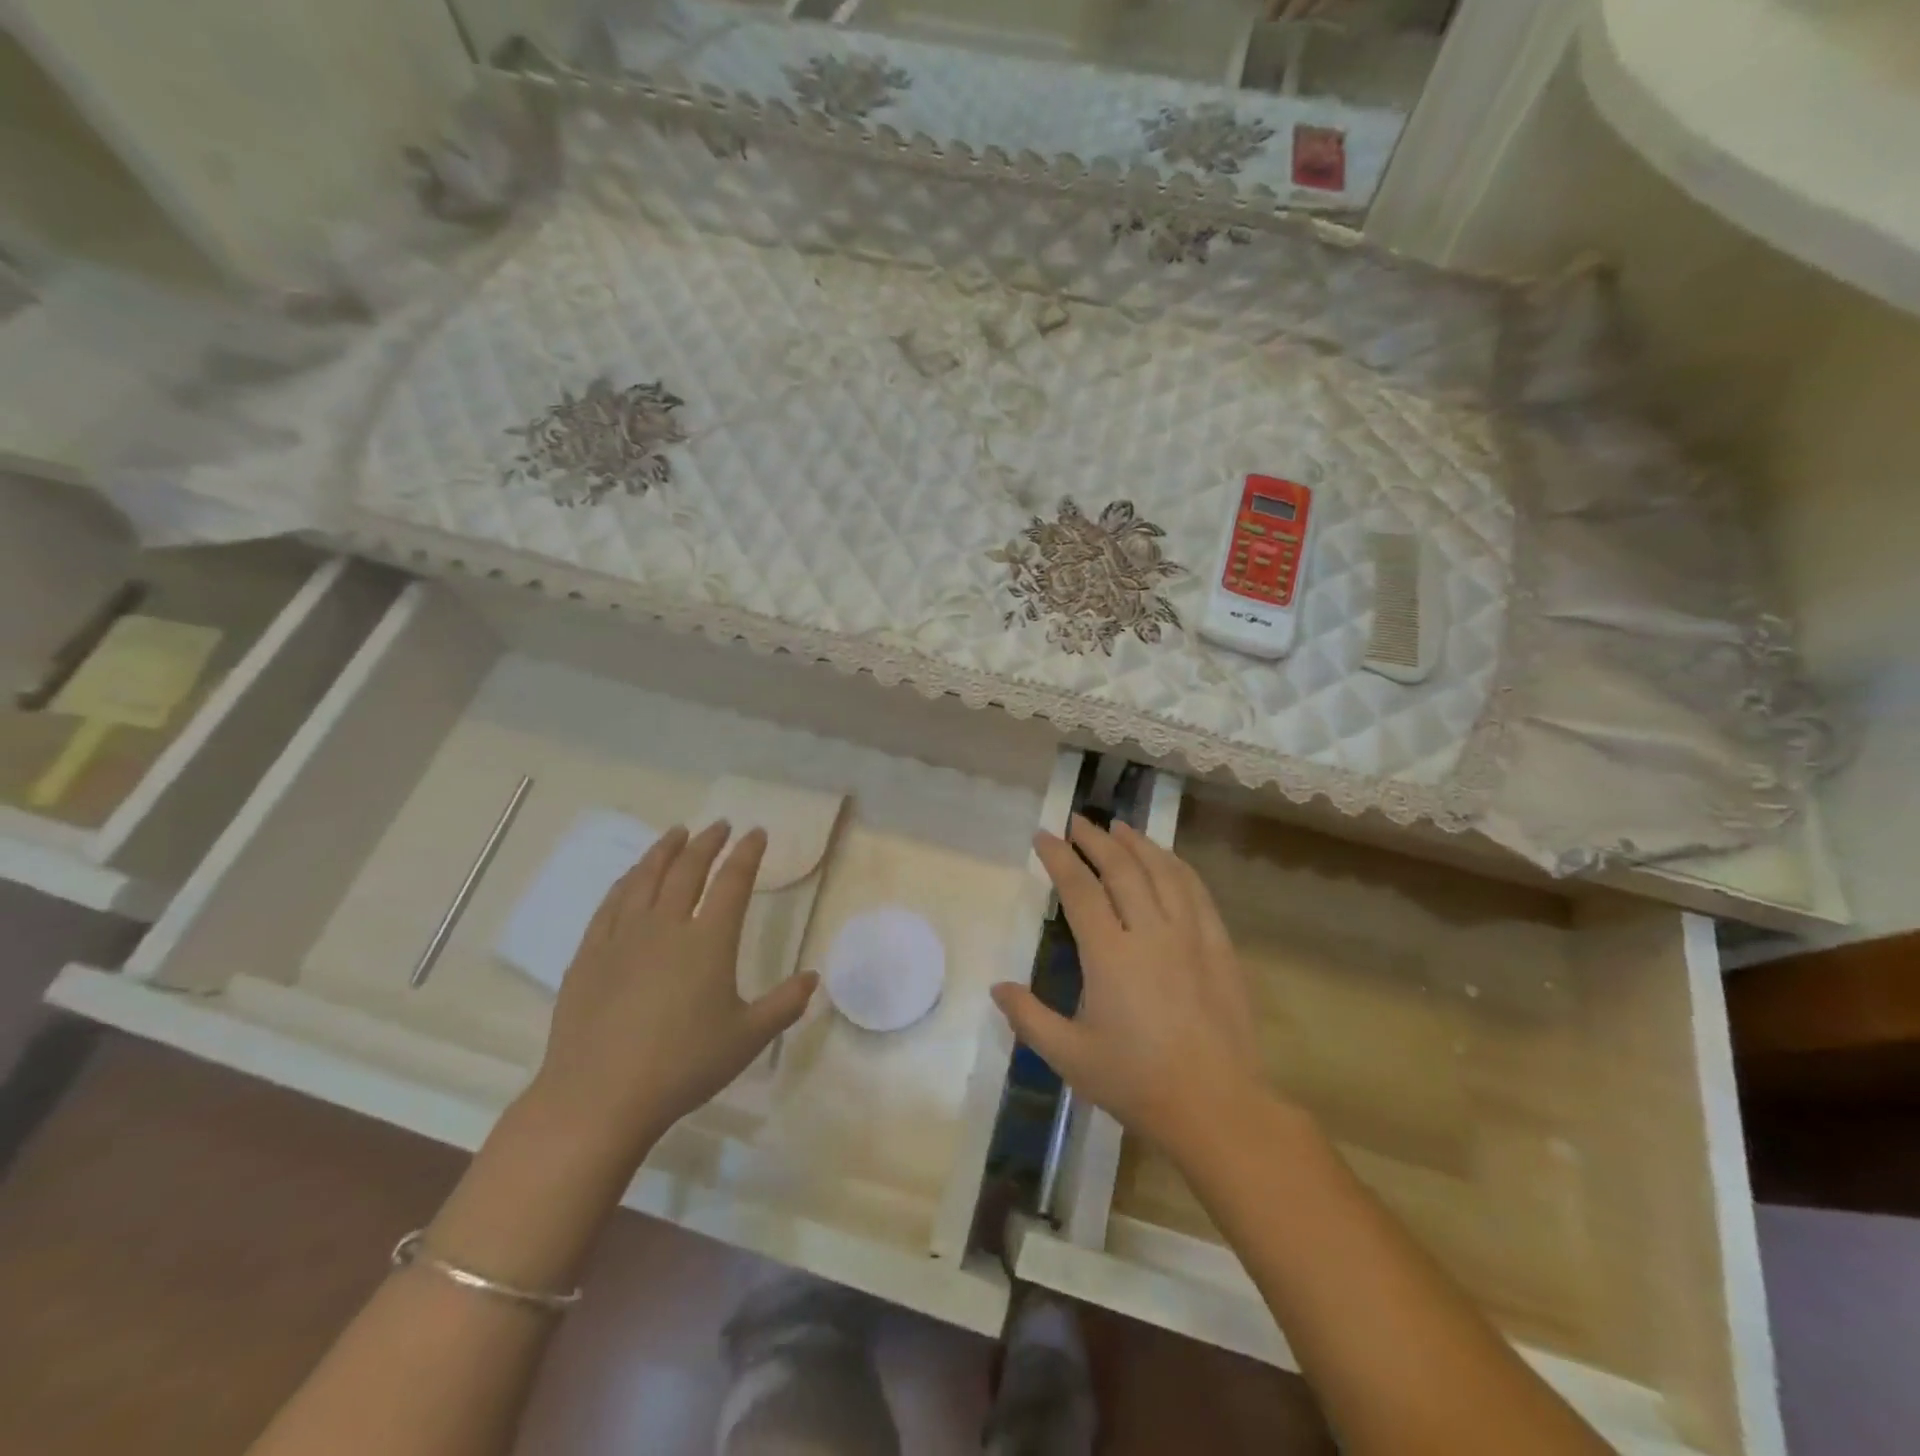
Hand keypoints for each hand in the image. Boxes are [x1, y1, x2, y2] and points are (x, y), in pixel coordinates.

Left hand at [528, 822, 816, 1164]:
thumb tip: (813, 978)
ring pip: (645, 878)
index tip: (756, 833)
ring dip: (664, 851)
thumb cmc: (683, 1066)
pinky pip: (610, 904)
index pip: (733, 882)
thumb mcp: (747, 1038)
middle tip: (720, 826)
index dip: (747, 853)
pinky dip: (626, 881)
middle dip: (708, 843)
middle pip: (688, 870)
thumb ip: (785, 1004)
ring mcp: (622, 937)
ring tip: (676, 834)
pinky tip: (631, 877)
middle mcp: (665, 926)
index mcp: (708, 940)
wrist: (599, 1098)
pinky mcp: (590, 955)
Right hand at [991, 815, 1267, 1155]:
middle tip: (1077, 821)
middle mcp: (1150, 932)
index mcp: (1109, 954)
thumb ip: (1029, 1018)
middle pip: (1121, 868)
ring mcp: (1190, 935)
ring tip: (1120, 828)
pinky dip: (1178, 867)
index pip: (1079, 888)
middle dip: (1095, 839)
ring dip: (1138, 843)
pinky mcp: (1219, 946)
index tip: (1043, 836)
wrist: (1216, 1106)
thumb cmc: (1136, 1082)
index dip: (1059, 857)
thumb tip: (997, 987)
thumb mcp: (1070, 1056)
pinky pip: (1197, 892)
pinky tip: (1169, 861)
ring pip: (1162, 871)